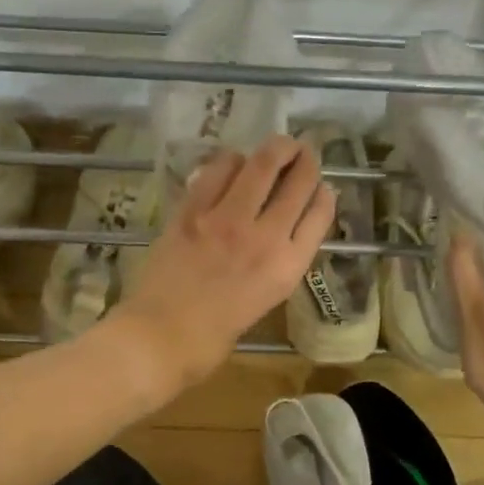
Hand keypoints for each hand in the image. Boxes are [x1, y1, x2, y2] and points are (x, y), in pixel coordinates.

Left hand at [112, 135, 336, 390]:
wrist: (160, 339)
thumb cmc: (212, 339)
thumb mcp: (262, 303)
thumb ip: (274, 266)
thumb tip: (273, 235)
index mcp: (287, 267)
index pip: (319, 214)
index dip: (323, 192)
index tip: (322, 184)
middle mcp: (265, 237)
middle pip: (297, 182)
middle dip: (305, 159)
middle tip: (303, 149)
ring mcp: (226, 219)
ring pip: (260, 164)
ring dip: (273, 148)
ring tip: (275, 145)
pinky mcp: (192, 210)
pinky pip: (217, 171)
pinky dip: (230, 161)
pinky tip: (232, 162)